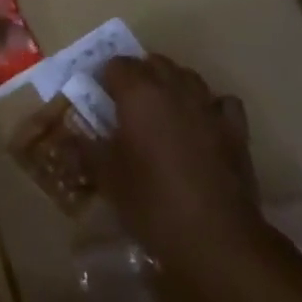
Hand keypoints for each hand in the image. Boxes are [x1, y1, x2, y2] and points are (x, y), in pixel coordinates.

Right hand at [94, 55, 261, 284]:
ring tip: (163, 111)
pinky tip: (204, 124)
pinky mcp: (235, 129)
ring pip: (187, 76)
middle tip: (127, 105)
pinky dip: (211, 107)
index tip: (98, 99)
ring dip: (173, 85)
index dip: (105, 78)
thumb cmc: (153, 203)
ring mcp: (208, 105)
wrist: (216, 238)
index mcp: (138, 93)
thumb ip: (86, 152)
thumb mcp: (109, 180)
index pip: (116, 65)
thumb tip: (67, 140)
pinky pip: (222, 103)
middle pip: (153, 62)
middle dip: (139, 76)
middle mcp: (173, 87)